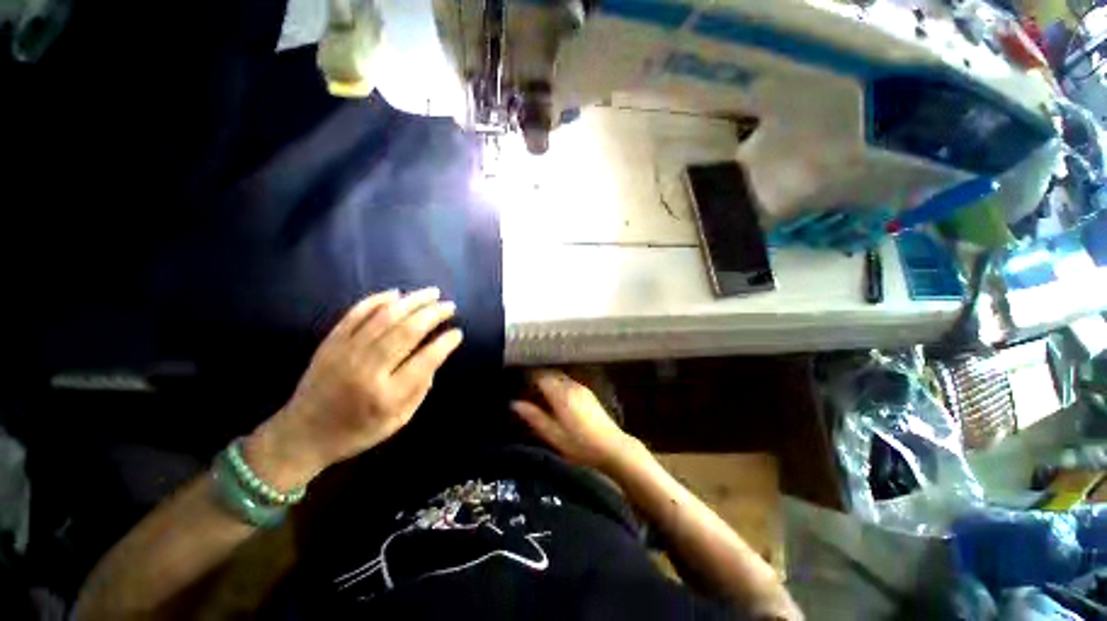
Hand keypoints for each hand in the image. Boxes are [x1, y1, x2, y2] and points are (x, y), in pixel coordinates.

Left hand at [247, 288, 462, 489]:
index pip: (426, 360)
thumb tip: (436, 356)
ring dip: (412, 301)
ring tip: (432, 293)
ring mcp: (346, 352)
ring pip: (385, 317)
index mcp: (388, 395)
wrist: (302, 434)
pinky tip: (395, 293)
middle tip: (450, 305)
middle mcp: (368, 369)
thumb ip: (421, 389)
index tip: (458, 332)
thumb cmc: (357, 431)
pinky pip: (356, 314)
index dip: (445, 343)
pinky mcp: (330, 343)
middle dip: (434, 314)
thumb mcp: (399, 420)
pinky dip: (377, 300)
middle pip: (408, 331)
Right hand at [512, 370, 643, 472]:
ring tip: (538, 393)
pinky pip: (568, 381)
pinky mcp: (588, 392)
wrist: (612, 447)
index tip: (517, 382)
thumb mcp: (553, 435)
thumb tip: (514, 403)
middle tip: (525, 388)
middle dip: (537, 377)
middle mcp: (571, 385)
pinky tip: (555, 397)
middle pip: (550, 373)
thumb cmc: (580, 445)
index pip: (540, 375)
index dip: (527, 376)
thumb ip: (534, 417)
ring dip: (548, 380)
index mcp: (561, 394)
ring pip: (559, 376)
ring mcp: (581, 387)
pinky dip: (558, 384)